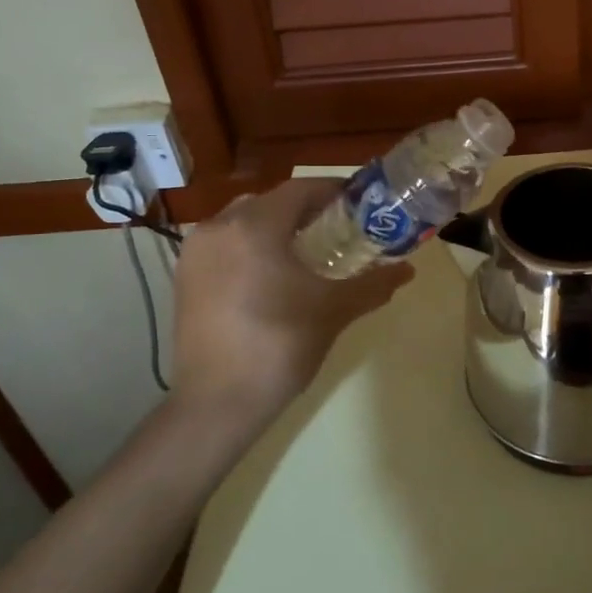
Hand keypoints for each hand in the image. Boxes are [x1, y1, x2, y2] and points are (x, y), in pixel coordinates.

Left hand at [170, 179, 413, 439]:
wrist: (218, 403)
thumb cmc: (280, 346)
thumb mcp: (333, 311)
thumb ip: (372, 284)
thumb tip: (407, 270)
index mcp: (254, 226)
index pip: (300, 189)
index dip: (333, 192)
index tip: (359, 205)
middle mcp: (218, 227)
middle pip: (270, 202)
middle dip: (304, 211)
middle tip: (337, 230)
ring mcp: (195, 252)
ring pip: (243, 222)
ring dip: (275, 228)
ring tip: (305, 253)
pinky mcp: (184, 277)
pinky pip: (224, 245)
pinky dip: (249, 247)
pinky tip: (270, 276)